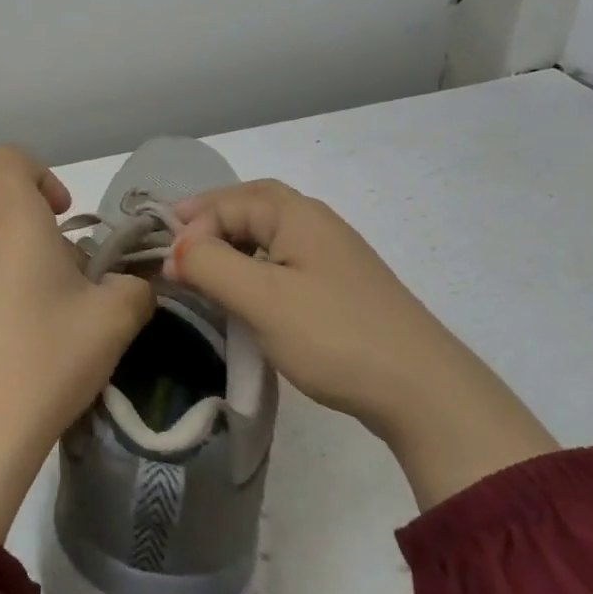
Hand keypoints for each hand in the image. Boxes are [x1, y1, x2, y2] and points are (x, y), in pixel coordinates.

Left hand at [0, 146, 154, 539]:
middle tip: (76, 295)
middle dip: (47, 244)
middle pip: (11, 217)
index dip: (40, 174)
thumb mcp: (115, 319)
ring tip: (49, 329)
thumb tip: (124, 284)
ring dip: (23, 275)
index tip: (63, 216)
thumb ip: (133, 287)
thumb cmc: (49, 358)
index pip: (8, 160)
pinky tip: (16, 351)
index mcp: (12, 222)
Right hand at [166, 180, 555, 510]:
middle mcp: (316, 223)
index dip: (192, 224)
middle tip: (175, 244)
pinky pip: (282, 260)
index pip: (229, 201)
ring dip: (230, 243)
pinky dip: (253, 265)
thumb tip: (174, 249)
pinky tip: (244, 291)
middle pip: (250, 205)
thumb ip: (211, 265)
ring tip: (200, 266)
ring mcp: (332, 255)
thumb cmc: (335, 335)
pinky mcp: (339, 287)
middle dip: (209, 220)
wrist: (425, 393)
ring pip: (267, 234)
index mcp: (297, 214)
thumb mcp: (262, 299)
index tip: (167, 262)